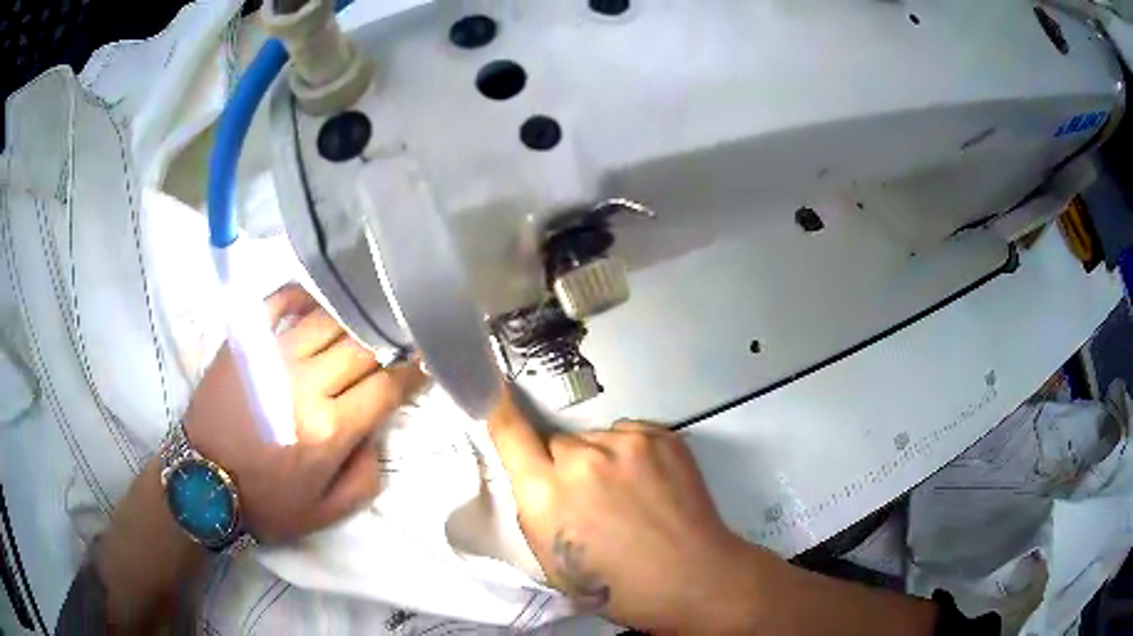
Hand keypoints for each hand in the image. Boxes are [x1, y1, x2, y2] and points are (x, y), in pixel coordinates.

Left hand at [184, 285, 426, 542]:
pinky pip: (280, 301)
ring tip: (361, 323)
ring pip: (327, 320)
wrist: (203, 484)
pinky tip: (315, 304)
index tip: (423, 363)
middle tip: (395, 342)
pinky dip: (302, 295)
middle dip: (386, 345)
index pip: (385, 387)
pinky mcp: (244, 341)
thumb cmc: (267, 503)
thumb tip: (378, 434)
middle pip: (362, 347)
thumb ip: (366, 478)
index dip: (411, 372)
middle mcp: (305, 385)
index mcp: (329, 430)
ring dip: (352, 320)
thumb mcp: (326, 512)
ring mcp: (271, 356)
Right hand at [487, 387, 765, 631]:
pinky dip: (632, 454)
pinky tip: (651, 485)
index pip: (510, 434)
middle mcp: (582, 461)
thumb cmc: (617, 586)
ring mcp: (627, 443)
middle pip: (559, 443)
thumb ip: (535, 510)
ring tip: (629, 495)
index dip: (498, 409)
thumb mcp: (552, 561)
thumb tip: (534, 476)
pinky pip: (629, 435)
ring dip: (602, 459)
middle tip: (591, 498)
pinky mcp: (662, 436)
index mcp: (546, 497)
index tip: (493, 390)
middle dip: (565, 465)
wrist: (693, 578)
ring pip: (596, 439)